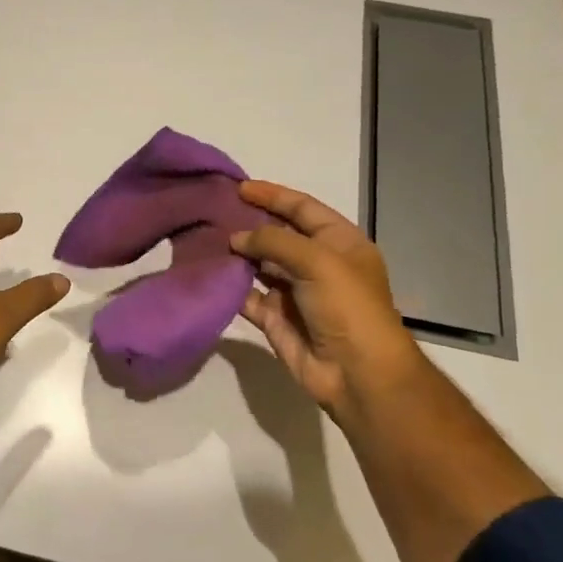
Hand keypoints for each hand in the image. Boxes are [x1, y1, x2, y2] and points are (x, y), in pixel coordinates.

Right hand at [230, 180, 424, 419]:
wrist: (358, 374)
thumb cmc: (348, 307)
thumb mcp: (318, 261)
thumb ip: (274, 241)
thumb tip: (236, 238)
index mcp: (339, 243)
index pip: (302, 208)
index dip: (273, 195)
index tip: (238, 187)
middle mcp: (316, 263)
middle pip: (278, 234)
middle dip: (249, 222)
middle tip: (214, 210)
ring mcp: (294, 291)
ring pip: (259, 264)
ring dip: (236, 252)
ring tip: (204, 236)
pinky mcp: (275, 317)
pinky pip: (247, 295)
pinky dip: (229, 285)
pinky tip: (209, 272)